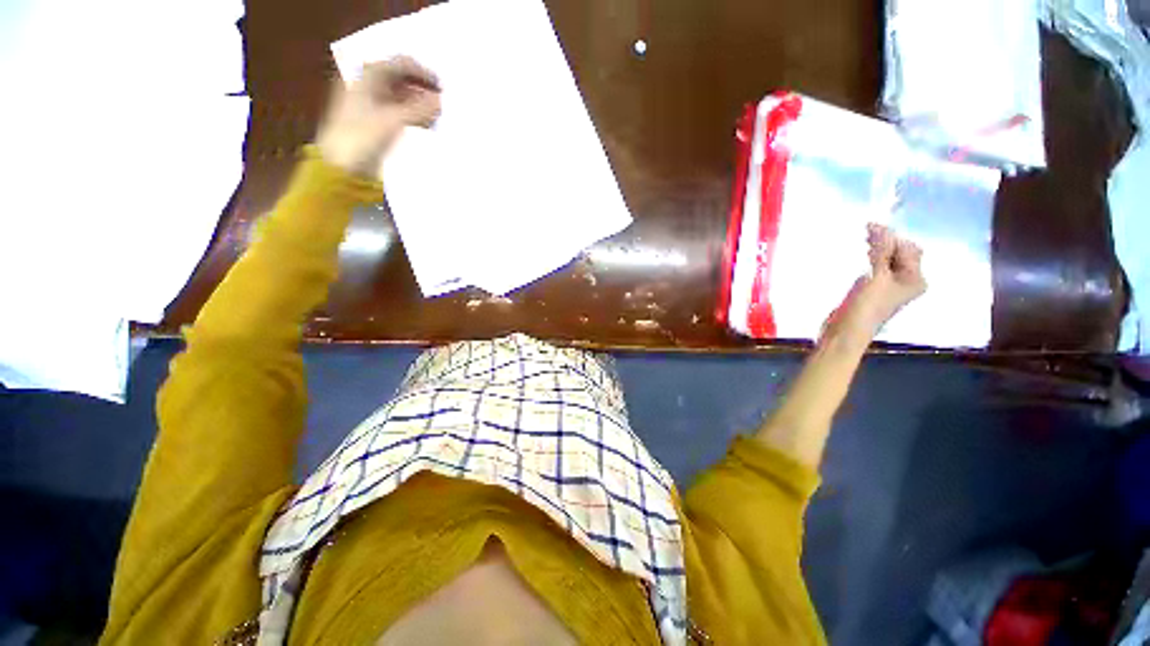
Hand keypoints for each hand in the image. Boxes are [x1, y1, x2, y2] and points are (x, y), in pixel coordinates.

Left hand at [316, 56, 441, 176]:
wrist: (341, 166)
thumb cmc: (363, 138)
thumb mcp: (393, 121)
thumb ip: (419, 109)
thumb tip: (440, 101)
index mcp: (367, 76)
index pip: (400, 64)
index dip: (423, 73)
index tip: (442, 88)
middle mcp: (367, 84)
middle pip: (401, 78)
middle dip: (422, 89)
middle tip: (441, 104)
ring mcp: (369, 103)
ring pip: (400, 95)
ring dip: (420, 104)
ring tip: (437, 117)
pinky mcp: (373, 121)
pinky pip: (398, 110)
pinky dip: (413, 115)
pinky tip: (426, 125)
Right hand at [826, 223, 926, 341]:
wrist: (846, 331)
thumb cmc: (866, 306)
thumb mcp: (877, 276)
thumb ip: (881, 251)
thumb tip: (880, 227)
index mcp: (916, 279)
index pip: (908, 248)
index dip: (891, 236)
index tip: (869, 226)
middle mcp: (907, 281)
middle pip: (900, 253)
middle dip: (885, 242)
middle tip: (864, 232)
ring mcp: (889, 286)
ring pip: (886, 260)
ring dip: (876, 250)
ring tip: (861, 241)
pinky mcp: (872, 290)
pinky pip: (875, 268)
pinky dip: (869, 260)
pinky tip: (858, 256)